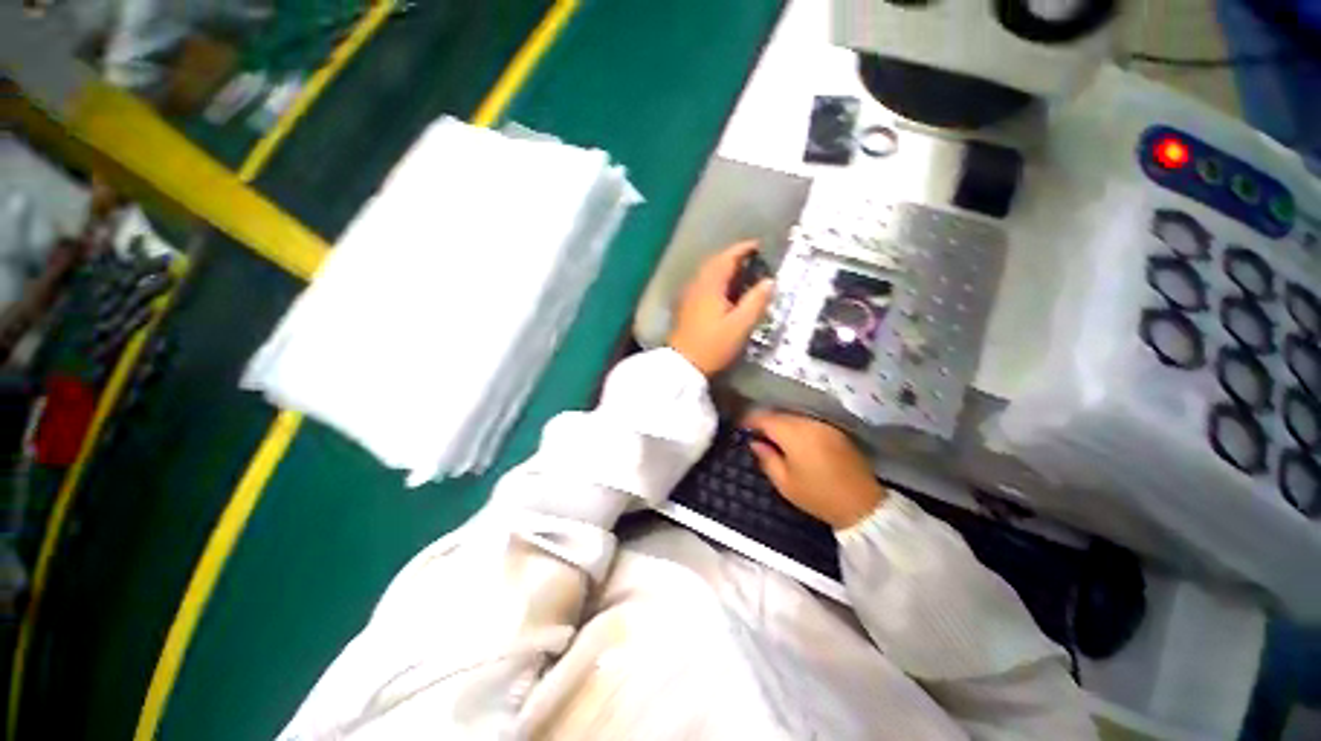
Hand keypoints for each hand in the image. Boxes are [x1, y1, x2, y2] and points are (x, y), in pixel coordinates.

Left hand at [668, 241, 773, 375]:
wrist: (684, 364)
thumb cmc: (713, 345)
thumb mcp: (741, 326)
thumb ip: (756, 301)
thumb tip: (770, 281)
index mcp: (710, 285)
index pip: (727, 257)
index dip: (743, 249)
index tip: (759, 245)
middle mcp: (697, 285)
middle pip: (715, 262)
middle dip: (734, 256)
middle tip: (753, 259)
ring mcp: (689, 295)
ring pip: (708, 273)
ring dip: (724, 268)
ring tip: (743, 273)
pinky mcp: (686, 306)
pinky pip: (703, 283)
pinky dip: (717, 280)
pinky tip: (726, 292)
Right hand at [743, 411, 887, 528]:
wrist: (862, 505)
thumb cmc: (817, 496)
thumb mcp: (784, 483)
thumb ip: (766, 458)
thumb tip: (755, 442)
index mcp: (794, 435)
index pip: (765, 418)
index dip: (750, 420)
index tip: (740, 427)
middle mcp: (809, 424)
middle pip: (780, 415)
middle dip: (765, 421)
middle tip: (754, 433)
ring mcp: (824, 426)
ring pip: (794, 417)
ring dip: (781, 424)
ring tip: (772, 437)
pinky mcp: (835, 431)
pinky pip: (808, 422)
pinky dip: (796, 427)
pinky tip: (793, 440)